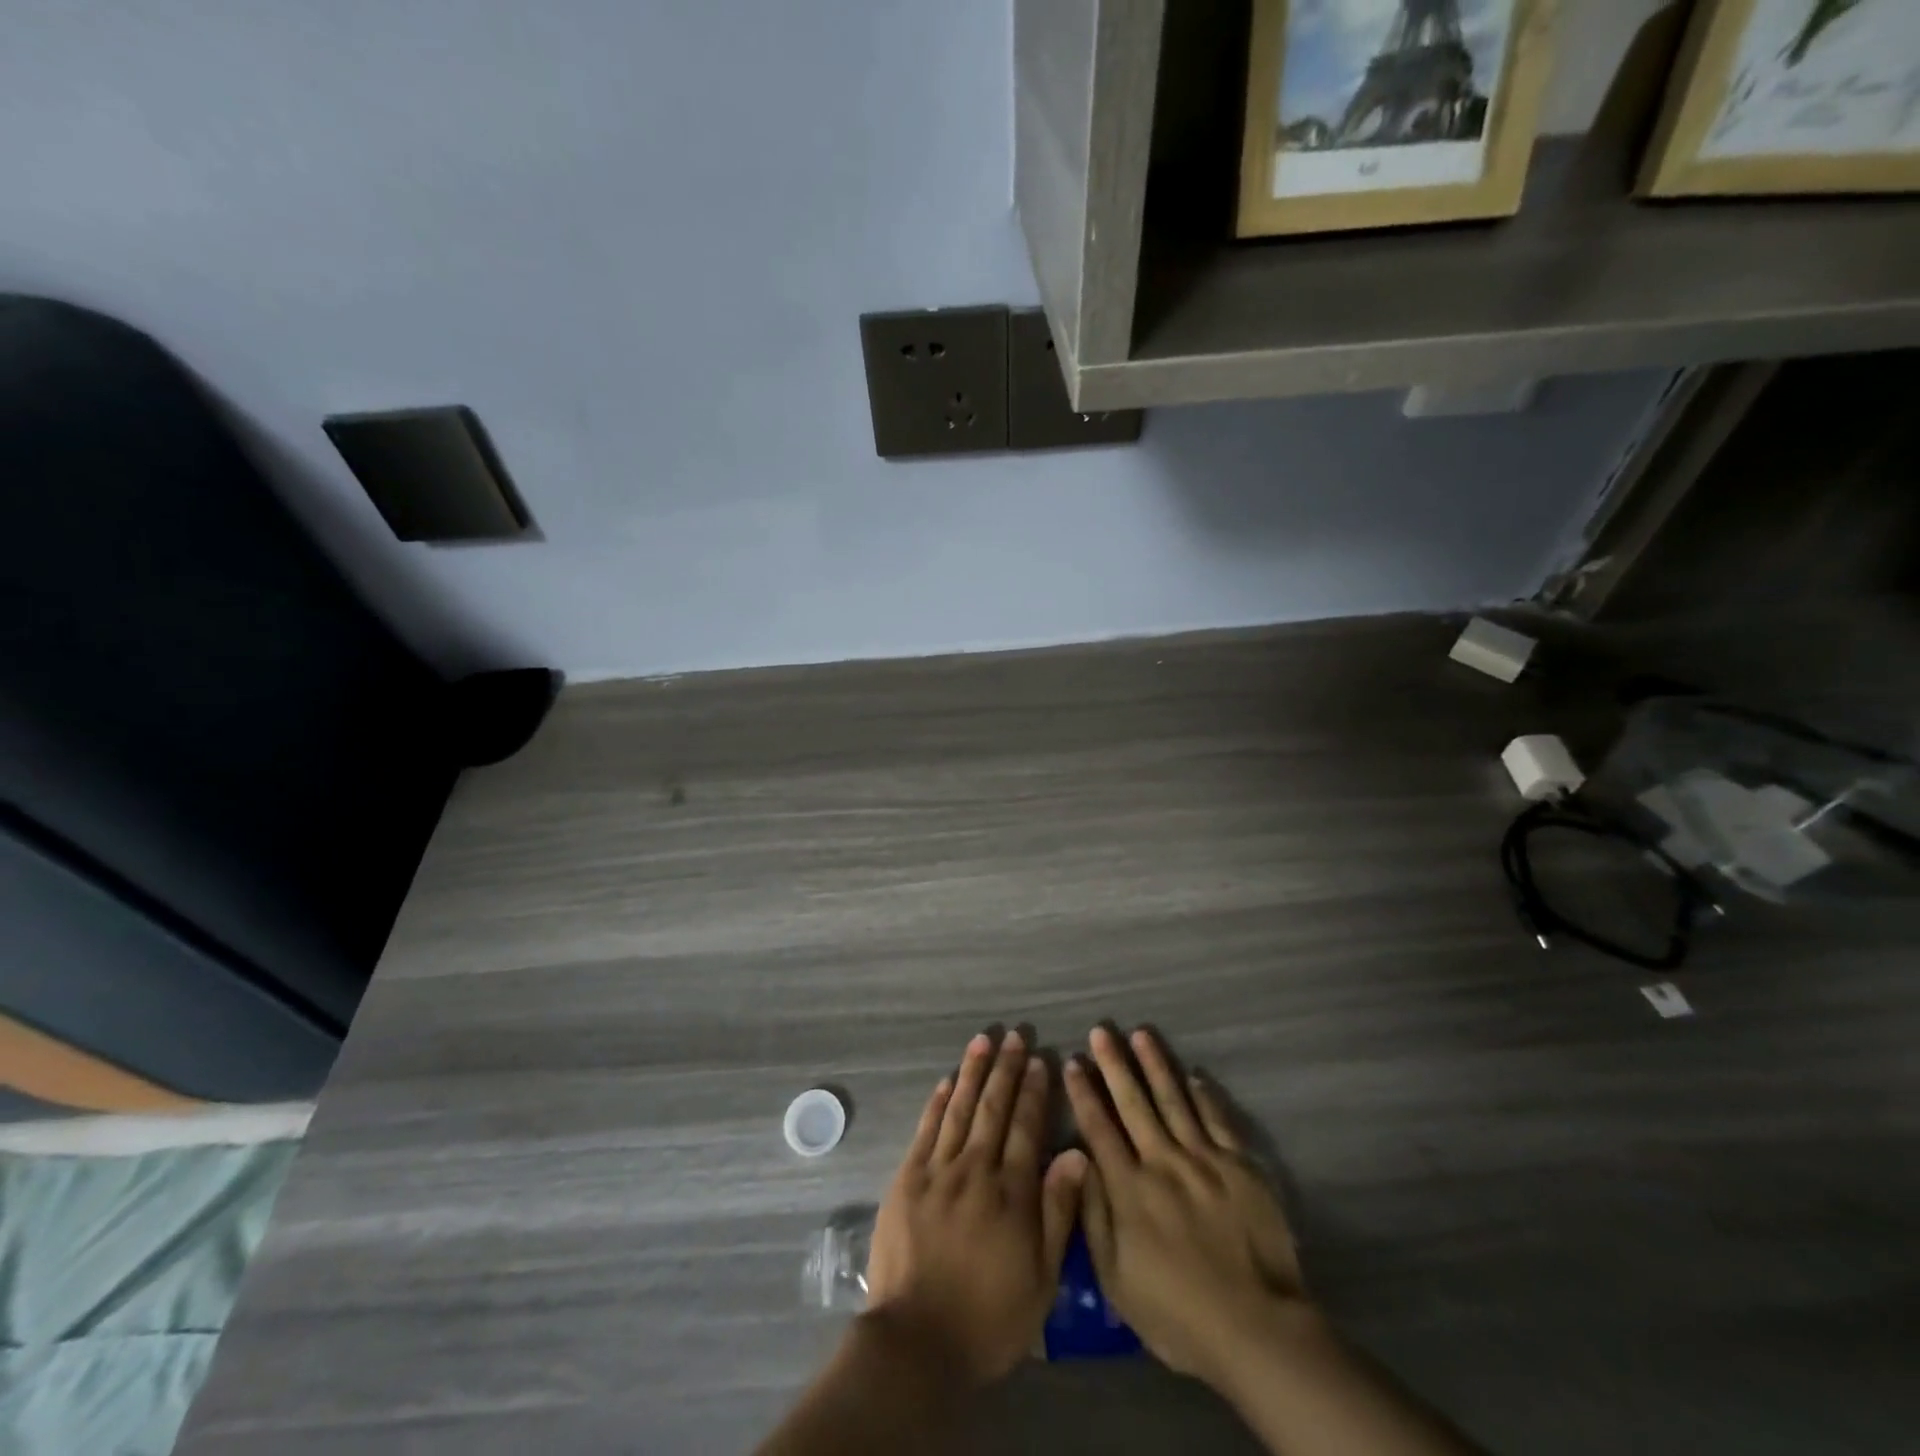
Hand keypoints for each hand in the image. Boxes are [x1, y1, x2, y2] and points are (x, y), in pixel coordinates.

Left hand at [865, 1031, 1085, 1385]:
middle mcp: (975, 1170)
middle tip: (1014, 1037)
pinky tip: (945, 1080)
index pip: (1027, 1128)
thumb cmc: (989, 1318)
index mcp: (1011, 1193)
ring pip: (959, 1109)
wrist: (917, 1341)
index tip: (1040, 1061)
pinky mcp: (907, 1179)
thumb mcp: (1041, 1279)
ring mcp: (937, 1171)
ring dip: (972, 1072)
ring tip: (982, 1041)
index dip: (1034, 1093)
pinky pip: (925, 1130)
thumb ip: (1058, 1212)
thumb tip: (1077, 1154)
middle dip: (1006, 1070)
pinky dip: (937, 1102)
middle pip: (993, 1109)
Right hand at [1063, 1026, 1310, 1391]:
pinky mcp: (1240, 1166)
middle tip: (1102, 1030)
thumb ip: (1094, 1216)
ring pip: (1174, 1099)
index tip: (1073, 1061)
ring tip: (1141, 1034)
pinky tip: (1193, 1075)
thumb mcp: (1116, 1280)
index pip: (1099, 1128)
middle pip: (1133, 1102)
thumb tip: (1078, 1161)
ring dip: (1155, 1064)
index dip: (1083, 1093)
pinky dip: (1204, 1095)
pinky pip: (1217, 1119)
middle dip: (1114, 1064)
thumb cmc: (1178, 1315)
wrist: (1258, 1329)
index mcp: (1130, 1188)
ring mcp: (1204, 1159)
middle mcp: (1162, 1161)